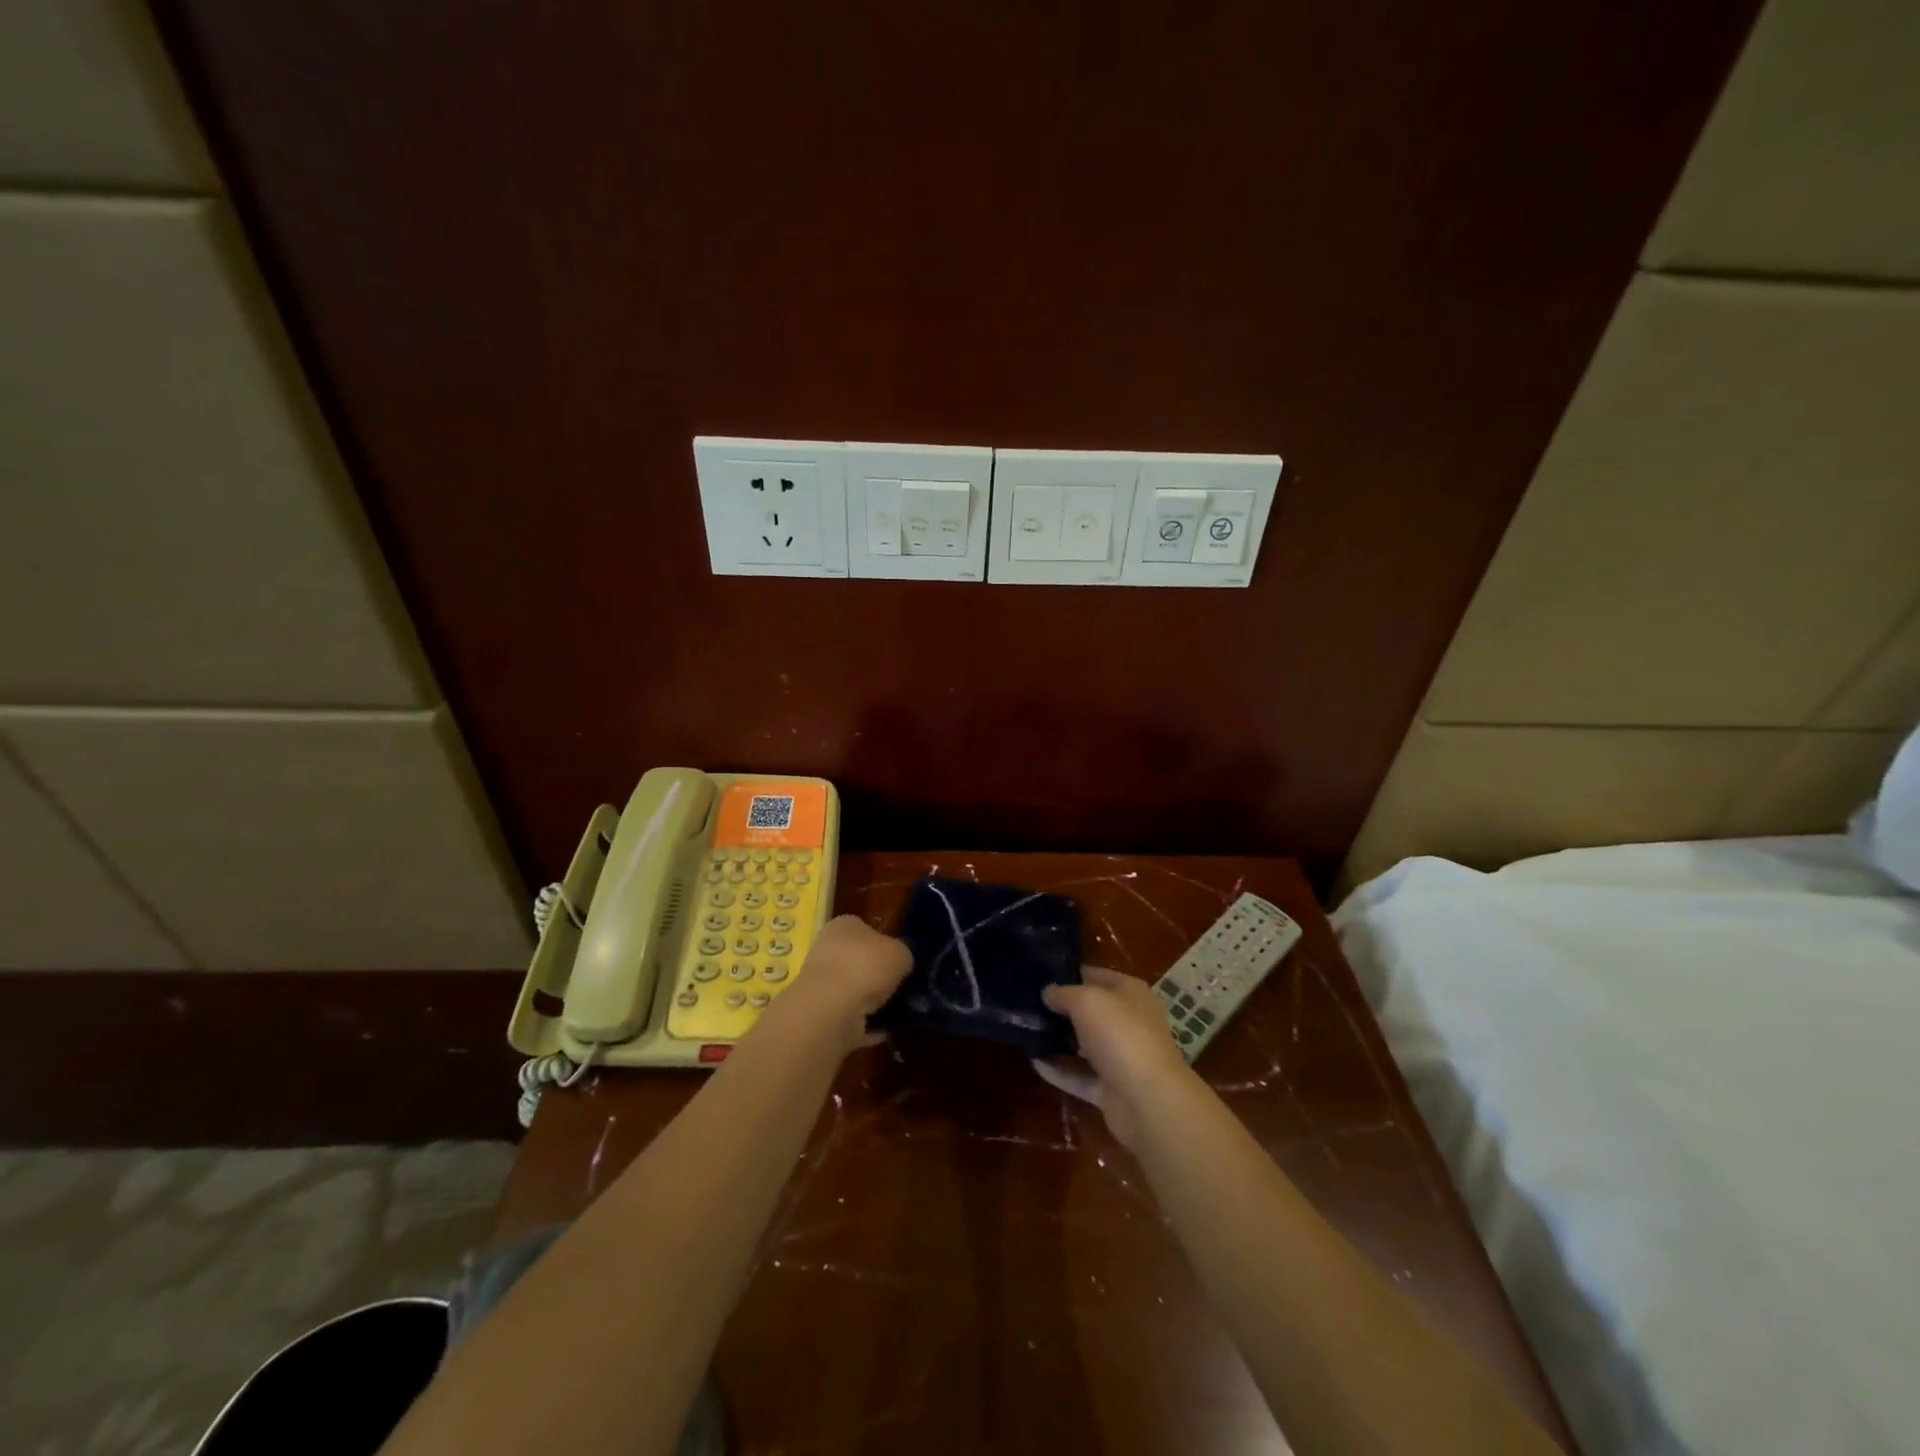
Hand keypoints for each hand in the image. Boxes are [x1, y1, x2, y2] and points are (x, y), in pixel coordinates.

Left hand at [761, 915, 911, 1054]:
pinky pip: (850, 1017)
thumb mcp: (901, 952)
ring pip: (854, 990)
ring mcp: (821, 983)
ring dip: (873, 1001)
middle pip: (858, 960)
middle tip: (903, 987)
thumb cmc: (866, 966)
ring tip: (899, 1010)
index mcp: (843, 926)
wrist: (831, 1009)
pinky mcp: (821, 1014)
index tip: (900, 960)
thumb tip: (901, 964)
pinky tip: (884, 1030)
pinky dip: (866, 1024)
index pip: (865, 928)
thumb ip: (903, 955)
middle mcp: (827, 949)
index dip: (884, 943)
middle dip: (878, 974)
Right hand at [1036, 966, 1191, 1147]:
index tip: (1040, 975)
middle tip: (1027, 1004)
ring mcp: (1122, 1057)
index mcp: (1131, 993)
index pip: (1097, 976)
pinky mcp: (1111, 1089)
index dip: (1070, 974)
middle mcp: (1129, 1022)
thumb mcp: (1086, 1001)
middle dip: (1062, 1008)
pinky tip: (1034, 1062)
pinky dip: (1059, 1071)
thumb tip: (1048, 992)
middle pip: (1091, 1011)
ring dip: (1060, 1040)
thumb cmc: (1120, 1035)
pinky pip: (1080, 1076)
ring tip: (1026, 1031)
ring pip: (1085, 1044)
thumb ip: (1064, 993)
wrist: (1148, 1101)